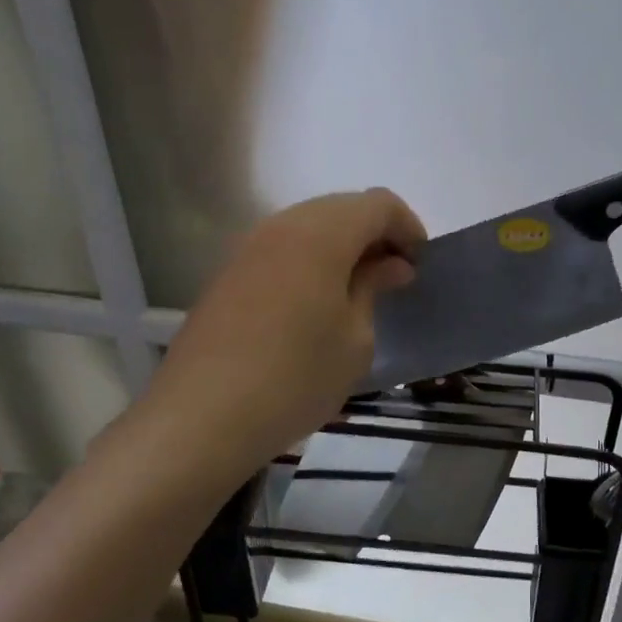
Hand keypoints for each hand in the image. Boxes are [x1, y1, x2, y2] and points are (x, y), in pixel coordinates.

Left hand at [142, 189, 426, 475]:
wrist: (202, 417)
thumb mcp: (355, 339)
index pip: (378, 204)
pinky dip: (310, 263)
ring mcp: (247, 248)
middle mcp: (281, 226)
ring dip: (341, 249)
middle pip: (341, 208)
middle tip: (393, 280)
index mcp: (321, 234)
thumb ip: (373, 288)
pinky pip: (281, 250)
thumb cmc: (296, 377)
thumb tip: (390, 265)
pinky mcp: (227, 274)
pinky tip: (315, 305)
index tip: (419, 266)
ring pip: (308, 227)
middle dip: (375, 235)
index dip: (407, 227)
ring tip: (357, 293)